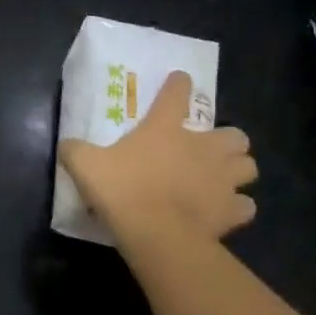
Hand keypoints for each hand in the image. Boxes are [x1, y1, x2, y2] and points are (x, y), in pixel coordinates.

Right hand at [60, 70, 256, 247]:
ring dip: (238, 171)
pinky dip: (237, 207)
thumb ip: (75, 150)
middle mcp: (202, 147)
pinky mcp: (232, 210)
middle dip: (226, 141)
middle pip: (234, 134)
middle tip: (208, 151)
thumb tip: (66, 145)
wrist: (157, 234)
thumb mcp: (85, 165)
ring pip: (249, 167)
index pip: (176, 93)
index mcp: (165, 129)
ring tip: (222, 180)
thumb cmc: (122, 191)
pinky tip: (223, 212)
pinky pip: (245, 205)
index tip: (180, 80)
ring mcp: (223, 179)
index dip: (179, 84)